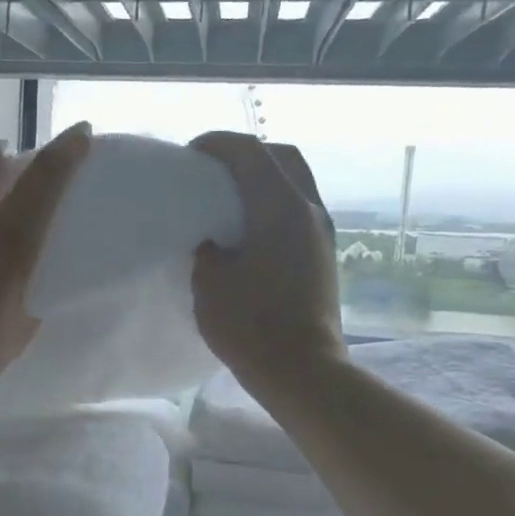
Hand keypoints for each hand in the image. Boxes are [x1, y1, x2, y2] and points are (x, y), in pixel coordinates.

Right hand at [189, 131, 345, 386]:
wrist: (302, 371)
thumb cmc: (251, 325)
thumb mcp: (209, 283)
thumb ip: (206, 251)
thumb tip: (214, 244)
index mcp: (281, 207)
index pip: (250, 152)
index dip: (217, 144)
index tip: (190, 154)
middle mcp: (309, 210)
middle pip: (283, 156)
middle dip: (247, 153)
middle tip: (214, 169)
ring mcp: (322, 233)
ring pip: (296, 182)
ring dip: (263, 178)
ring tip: (229, 197)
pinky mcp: (323, 255)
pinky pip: (298, 210)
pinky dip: (273, 204)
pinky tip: (249, 228)